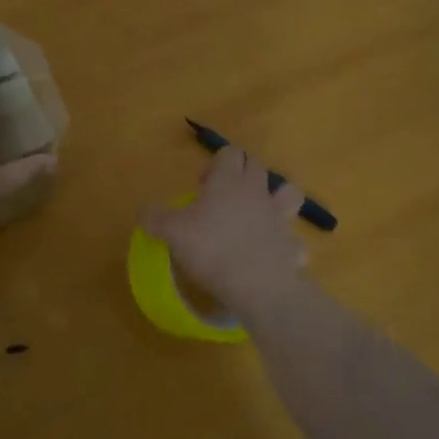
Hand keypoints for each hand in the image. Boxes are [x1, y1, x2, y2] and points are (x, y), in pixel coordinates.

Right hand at [141, 144, 309, 321]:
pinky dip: (284, 243)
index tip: (201, 186)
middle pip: (256, 165)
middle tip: (221, 198)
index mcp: (229, 181)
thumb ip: (156, 218)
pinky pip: (293, 237)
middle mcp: (257, 191)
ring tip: (258, 215)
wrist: (258, 286)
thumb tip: (145, 212)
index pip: (229, 152)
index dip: (215, 163)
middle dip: (241, 173)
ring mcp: (279, 216)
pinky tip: (271, 255)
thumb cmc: (212, 249)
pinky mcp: (292, 243)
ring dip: (277, 197)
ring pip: (289, 191)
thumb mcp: (173, 233)